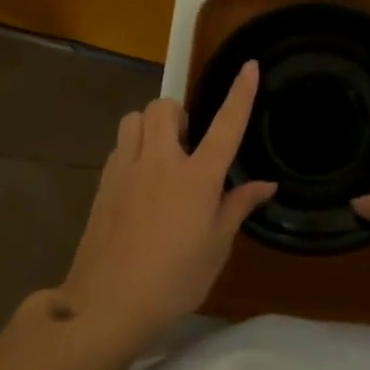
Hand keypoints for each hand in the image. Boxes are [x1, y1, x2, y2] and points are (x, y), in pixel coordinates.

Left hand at [55, 62, 275, 338]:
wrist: (108, 303)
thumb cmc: (174, 280)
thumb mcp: (216, 247)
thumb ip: (238, 207)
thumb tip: (265, 185)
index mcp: (197, 178)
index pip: (226, 124)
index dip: (241, 93)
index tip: (250, 65)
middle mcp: (160, 162)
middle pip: (165, 107)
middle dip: (180, 112)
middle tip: (190, 141)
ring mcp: (126, 170)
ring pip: (134, 120)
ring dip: (151, 125)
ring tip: (162, 155)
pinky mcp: (103, 184)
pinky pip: (119, 146)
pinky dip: (133, 149)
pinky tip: (140, 181)